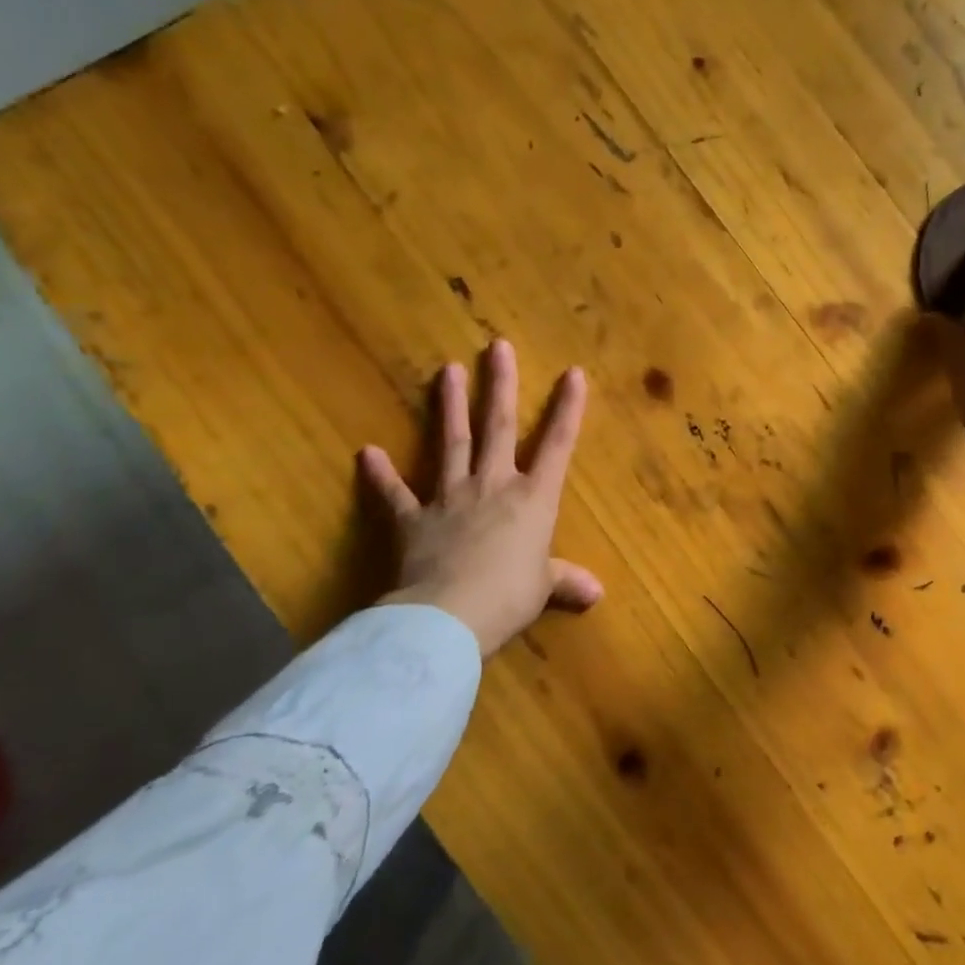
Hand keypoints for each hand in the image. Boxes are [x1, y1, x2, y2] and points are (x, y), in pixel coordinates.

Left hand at [359, 339, 602, 657]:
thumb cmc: (508, 597)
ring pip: (452, 443)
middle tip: (497, 347)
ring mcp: (450, 499)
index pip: (557, 444)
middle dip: (500, 385)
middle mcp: (493, 486)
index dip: (567, 408)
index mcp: (533, 499)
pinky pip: (395, 494)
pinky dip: (381, 475)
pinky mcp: (412, 520)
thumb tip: (597, 592)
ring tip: (446, 370)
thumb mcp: (543, 589)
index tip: (572, 373)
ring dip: (449, 407)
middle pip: (498, 427)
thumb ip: (566, 581)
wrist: (448, 617)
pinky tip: (367, 452)